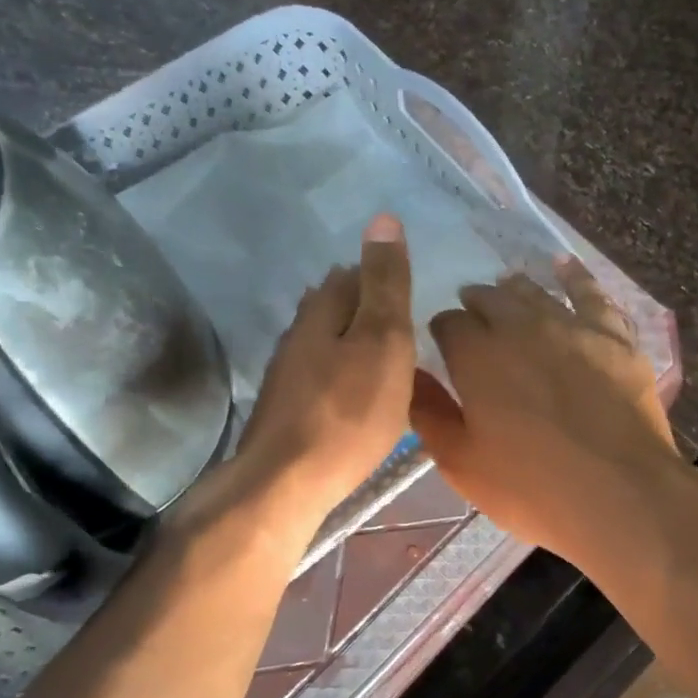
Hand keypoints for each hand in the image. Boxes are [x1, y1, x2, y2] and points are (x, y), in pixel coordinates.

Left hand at [233, 214, 415, 531]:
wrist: (289, 480)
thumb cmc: (349, 410)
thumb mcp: (383, 340)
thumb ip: (386, 284)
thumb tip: (383, 217)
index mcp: (323, 311)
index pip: (354, 276)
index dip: (382, 277)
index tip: (410, 292)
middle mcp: (299, 334)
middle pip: (335, 307)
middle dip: (364, 306)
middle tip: (402, 323)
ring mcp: (288, 373)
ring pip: (325, 342)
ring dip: (351, 341)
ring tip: (384, 355)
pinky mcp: (287, 409)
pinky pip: (321, 376)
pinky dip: (342, 374)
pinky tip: (355, 393)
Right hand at [410, 256, 684, 571]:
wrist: (620, 494)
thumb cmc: (532, 487)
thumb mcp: (462, 463)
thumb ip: (430, 414)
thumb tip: (409, 376)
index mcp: (477, 355)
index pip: (448, 325)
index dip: (443, 332)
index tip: (444, 345)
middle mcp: (521, 327)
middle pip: (491, 300)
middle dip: (476, 305)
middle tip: (473, 315)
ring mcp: (571, 326)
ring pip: (535, 293)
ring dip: (515, 289)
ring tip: (507, 287)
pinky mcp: (613, 337)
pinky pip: (591, 294)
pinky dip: (574, 276)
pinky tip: (563, 265)